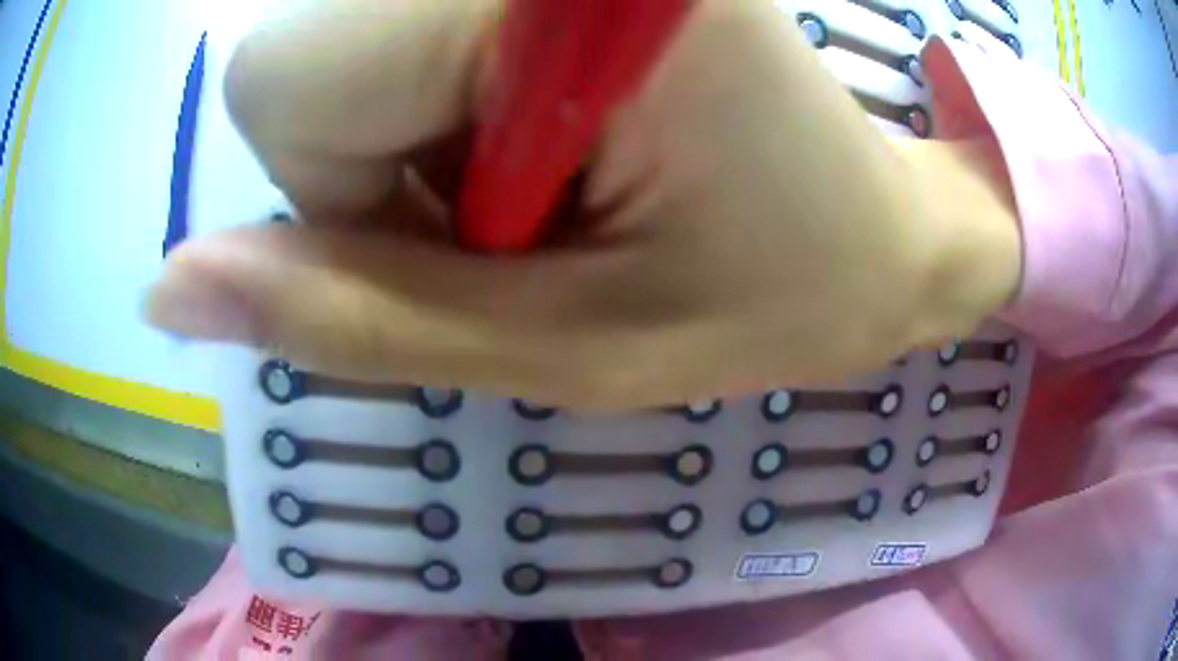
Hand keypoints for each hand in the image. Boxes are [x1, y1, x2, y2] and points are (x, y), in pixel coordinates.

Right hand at [146, 0, 1021, 409]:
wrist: (880, 241)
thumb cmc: (773, 295)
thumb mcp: (558, 350)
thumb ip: (340, 315)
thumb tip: (167, 287)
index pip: (283, 79)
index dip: (343, 187)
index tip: (477, 229)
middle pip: (302, 60)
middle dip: (379, 165)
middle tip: (523, 211)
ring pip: (345, 51)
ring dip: (417, 147)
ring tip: (554, 182)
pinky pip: (409, 40)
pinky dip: (449, 115)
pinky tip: (560, 139)